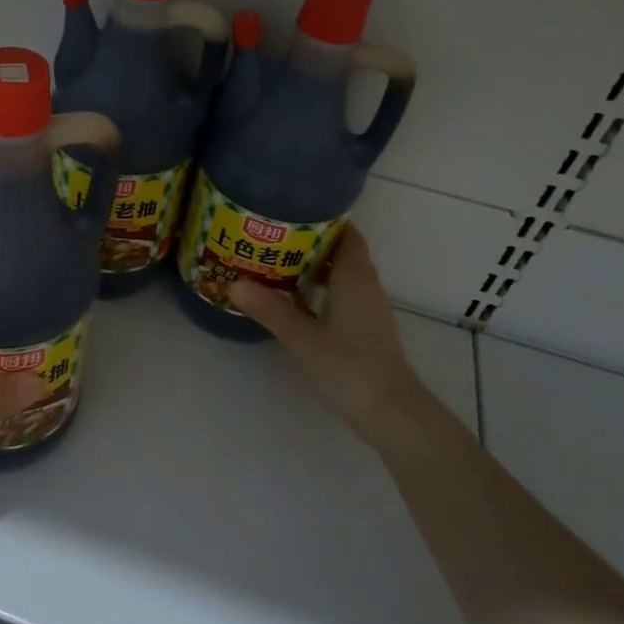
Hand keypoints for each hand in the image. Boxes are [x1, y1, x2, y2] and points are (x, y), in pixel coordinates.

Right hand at [227, 226, 431, 448]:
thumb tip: (233, 284)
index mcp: (355, 278)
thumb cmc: (349, 366)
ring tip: (276, 262)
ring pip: (341, 275)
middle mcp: (365, 286)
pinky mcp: (366, 329)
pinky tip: (295, 299)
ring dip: (315, 267)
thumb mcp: (302, 337)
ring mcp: (368, 309)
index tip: (291, 212)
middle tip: (272, 236)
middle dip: (310, 242)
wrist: (390, 412)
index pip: (346, 234)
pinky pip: (342, 295)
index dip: (323, 220)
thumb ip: (270, 310)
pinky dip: (321, 289)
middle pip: (341, 252)